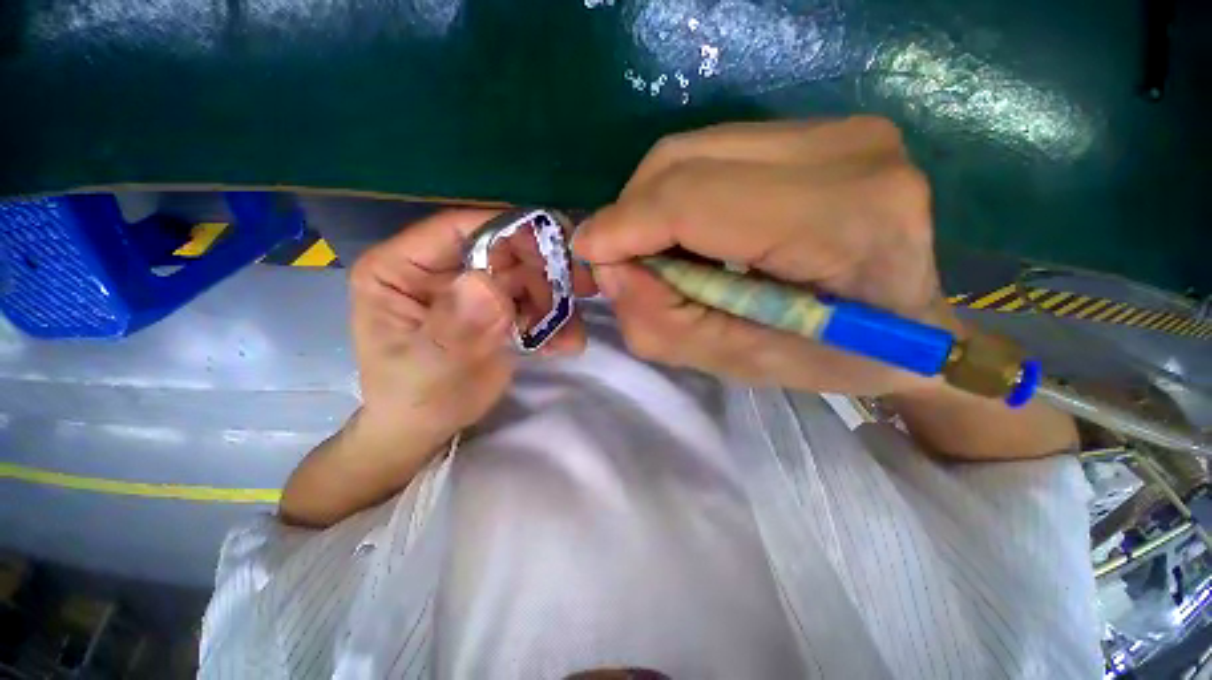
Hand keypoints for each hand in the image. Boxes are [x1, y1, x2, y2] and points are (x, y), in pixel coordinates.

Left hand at [349, 209, 594, 436]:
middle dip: (543, 271)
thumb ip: (454, 326)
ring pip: (526, 276)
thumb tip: (488, 284)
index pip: (457, 228)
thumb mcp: (427, 367)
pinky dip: (553, 321)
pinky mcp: (495, 310)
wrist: (425, 428)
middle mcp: (440, 269)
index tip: (556, 245)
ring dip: (554, 301)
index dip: (508, 230)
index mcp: (402, 268)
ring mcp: (472, 289)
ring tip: (567, 335)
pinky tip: (562, 344)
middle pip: (502, 250)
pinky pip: (533, 303)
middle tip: (576, 294)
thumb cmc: (412, 399)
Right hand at [574, 117, 954, 395]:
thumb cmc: (834, 359)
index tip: (588, 253)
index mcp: (844, 223)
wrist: (914, 327)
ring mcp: (840, 130)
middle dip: (634, 214)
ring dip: (655, 204)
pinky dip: (683, 194)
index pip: (697, 199)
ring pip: (693, 149)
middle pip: (686, 160)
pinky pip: (715, 151)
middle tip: (626, 262)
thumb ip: (665, 322)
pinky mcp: (823, 130)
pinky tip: (694, 233)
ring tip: (662, 253)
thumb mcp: (740, 362)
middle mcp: (849, 153)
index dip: (628, 224)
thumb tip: (610, 267)